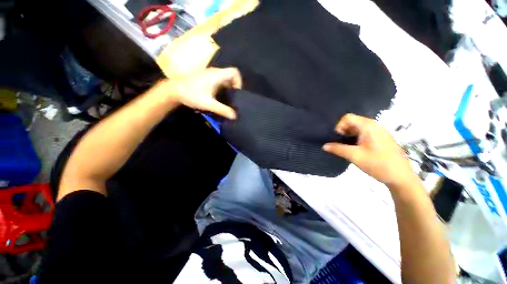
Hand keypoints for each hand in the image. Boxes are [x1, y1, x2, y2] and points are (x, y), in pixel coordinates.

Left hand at [166, 67, 241, 119]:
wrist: (174, 90)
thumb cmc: (192, 94)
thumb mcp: (208, 104)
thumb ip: (222, 110)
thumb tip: (234, 116)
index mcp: (218, 75)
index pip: (235, 72)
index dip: (239, 81)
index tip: (236, 93)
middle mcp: (214, 71)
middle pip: (229, 75)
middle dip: (232, 86)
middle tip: (230, 98)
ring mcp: (207, 73)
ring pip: (222, 77)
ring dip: (224, 87)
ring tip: (222, 99)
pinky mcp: (202, 76)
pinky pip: (215, 79)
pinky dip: (218, 86)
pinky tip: (213, 97)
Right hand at [323, 114, 417, 188]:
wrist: (399, 174)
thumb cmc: (377, 164)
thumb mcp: (356, 157)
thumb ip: (339, 150)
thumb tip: (325, 146)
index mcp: (367, 125)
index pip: (348, 117)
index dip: (339, 127)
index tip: (336, 140)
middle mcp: (374, 123)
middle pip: (355, 121)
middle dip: (346, 132)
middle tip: (342, 146)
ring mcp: (381, 130)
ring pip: (362, 127)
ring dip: (353, 135)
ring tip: (351, 149)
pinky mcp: (385, 137)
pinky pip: (369, 132)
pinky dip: (362, 138)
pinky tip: (362, 151)